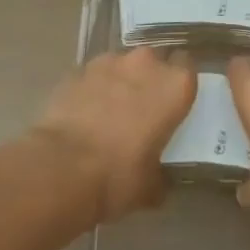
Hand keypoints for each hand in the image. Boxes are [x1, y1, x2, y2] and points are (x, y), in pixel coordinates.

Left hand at [32, 49, 196, 222]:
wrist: (61, 168)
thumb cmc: (117, 176)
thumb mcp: (150, 187)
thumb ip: (160, 175)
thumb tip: (159, 181)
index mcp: (175, 85)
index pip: (189, 68)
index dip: (180, 85)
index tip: (175, 104)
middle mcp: (147, 63)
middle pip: (155, 62)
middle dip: (150, 80)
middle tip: (143, 109)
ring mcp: (110, 62)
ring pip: (123, 65)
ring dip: (121, 82)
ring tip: (110, 112)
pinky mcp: (79, 69)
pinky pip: (94, 76)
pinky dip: (93, 89)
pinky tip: (85, 115)